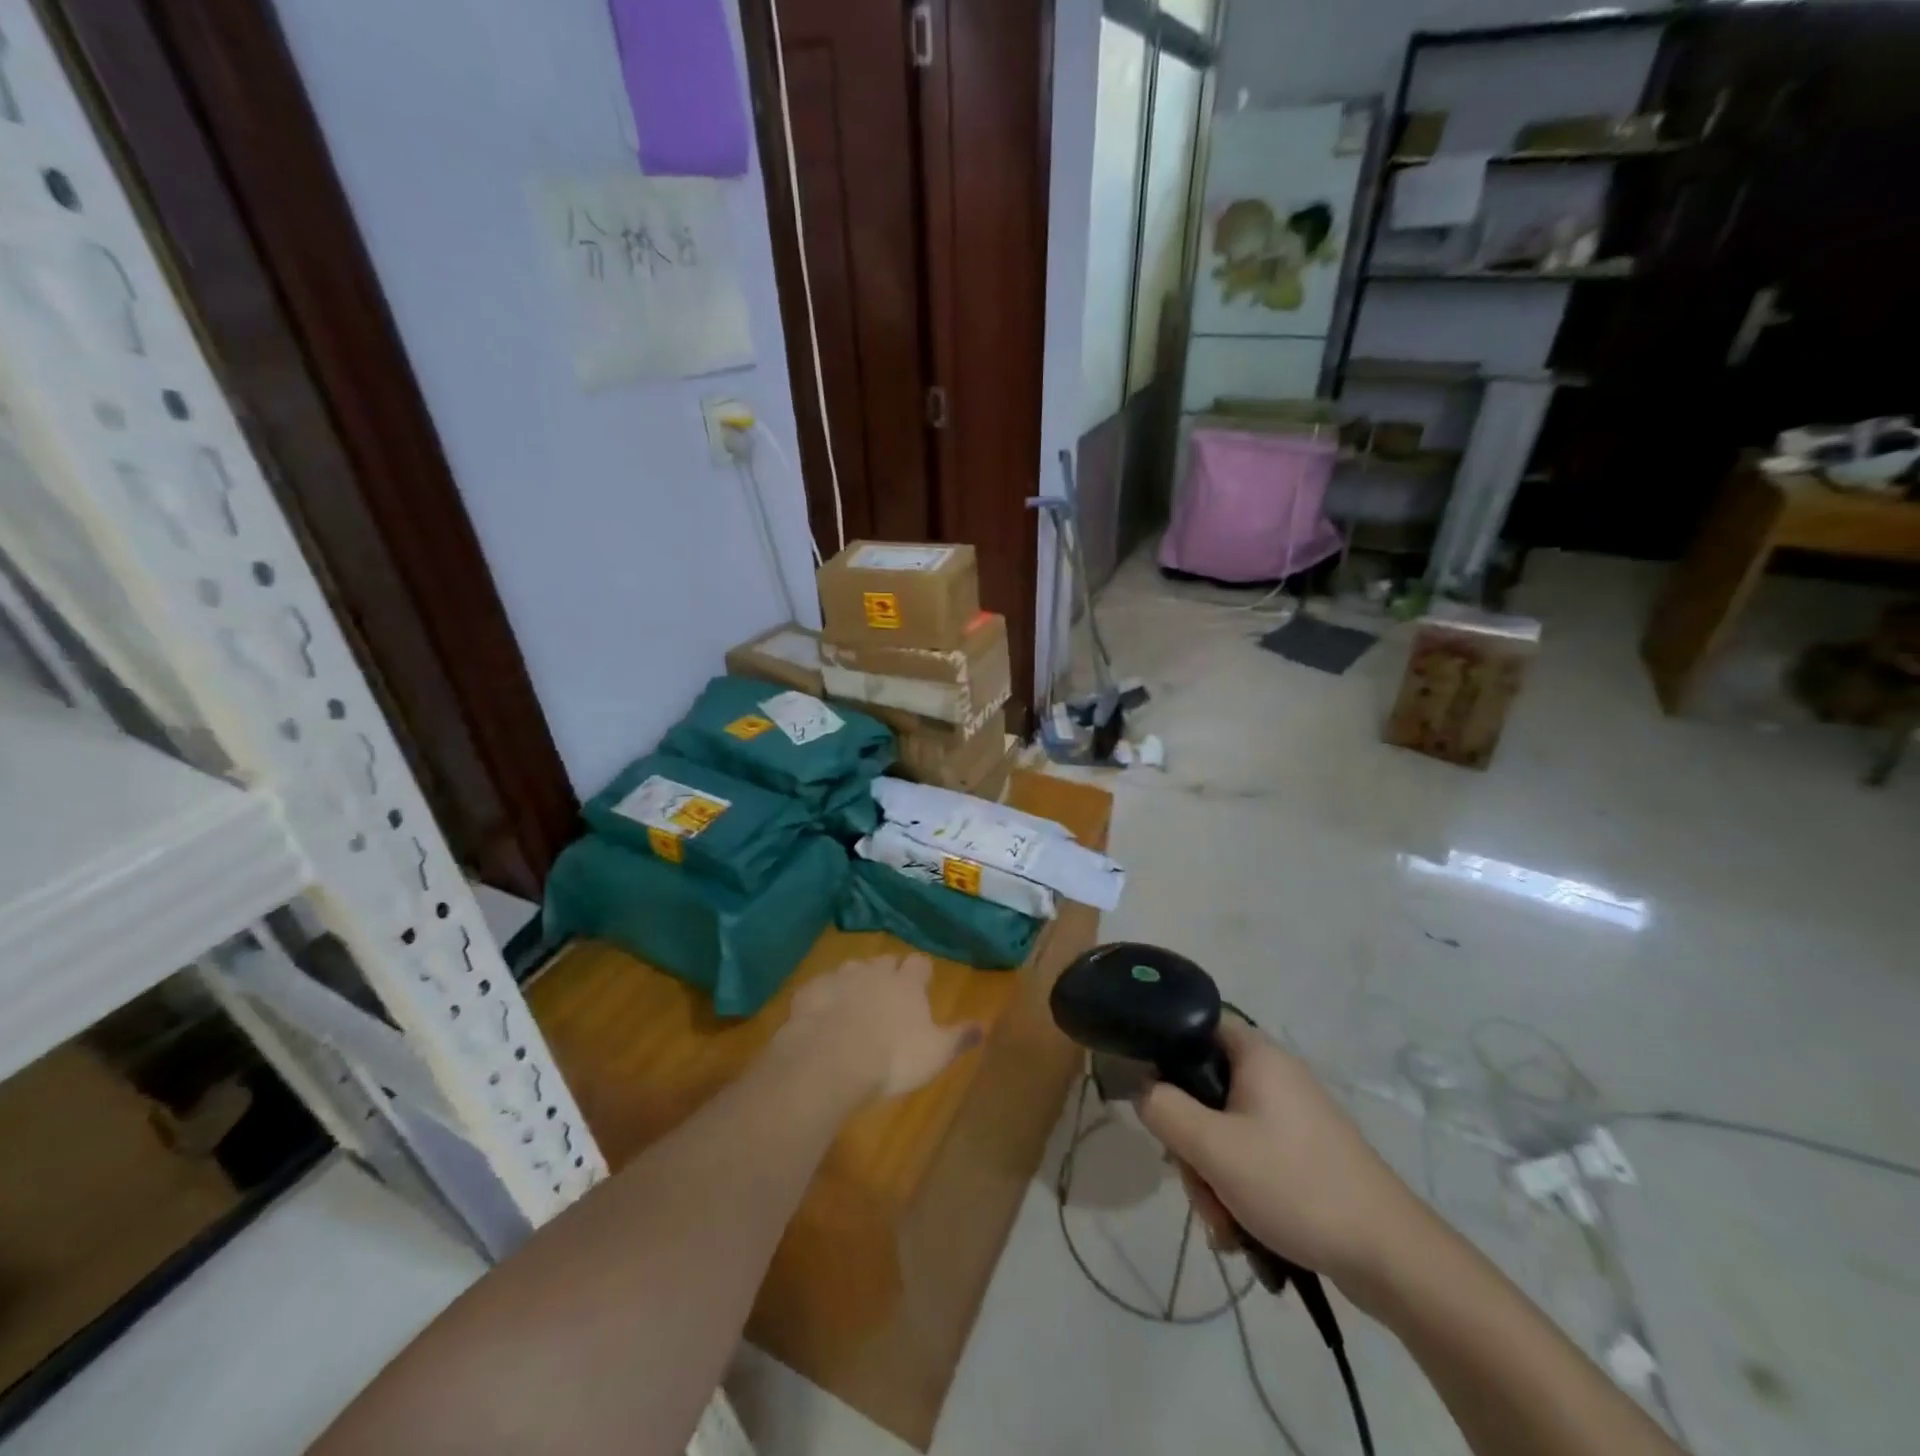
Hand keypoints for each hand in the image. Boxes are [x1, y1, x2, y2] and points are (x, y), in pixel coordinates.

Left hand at [778, 954, 984, 1101]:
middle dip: (888, 973)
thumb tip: (984, 1026)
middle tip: (889, 995)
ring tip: (855, 1003)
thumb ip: (958, 1038)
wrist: (829, 1060)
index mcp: (907, 984)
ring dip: (855, 981)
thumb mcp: (934, 1055)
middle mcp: (875, 972)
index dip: (921, 972)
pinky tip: (822, 1014)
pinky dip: (824, 996)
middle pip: (885, 961)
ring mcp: (840, 978)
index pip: (920, 964)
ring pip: (852, 969)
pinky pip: (820, 987)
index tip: (922, 983)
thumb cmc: (891, 1058)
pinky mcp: (810, 992)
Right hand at [1137, 1017, 1427, 1292]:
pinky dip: (1237, 1189)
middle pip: (1204, 1089)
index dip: (1165, 1051)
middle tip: (1196, 1182)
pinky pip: (1249, 1157)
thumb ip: (1163, 1109)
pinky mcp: (1301, 1153)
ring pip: (1223, 1131)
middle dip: (1190, 1143)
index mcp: (1256, 1054)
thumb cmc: (1295, 1185)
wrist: (1391, 1256)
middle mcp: (1273, 1075)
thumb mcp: (1213, 1148)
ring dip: (1211, 1177)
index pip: (1194, 1025)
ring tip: (1224, 1224)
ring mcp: (1290, 1116)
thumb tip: (1141, 1087)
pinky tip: (1240, 1233)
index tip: (1153, 1096)